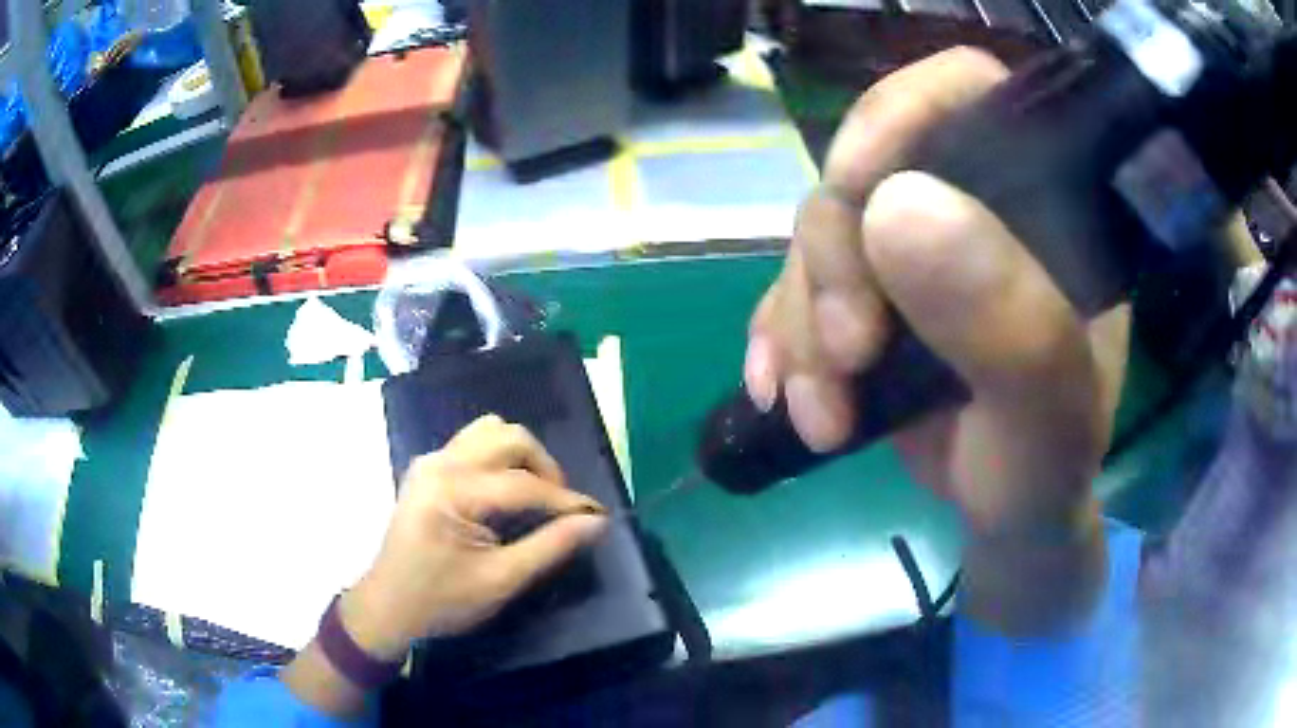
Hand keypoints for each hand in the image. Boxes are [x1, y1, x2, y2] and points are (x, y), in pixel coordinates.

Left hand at [339, 415, 608, 660]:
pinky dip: (500, 458)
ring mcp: (431, 461)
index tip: (598, 516)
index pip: (524, 484)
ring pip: (490, 431)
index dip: (567, 500)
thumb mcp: (500, 581)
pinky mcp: (428, 468)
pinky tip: (505, 492)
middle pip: (509, 438)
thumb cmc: (441, 601)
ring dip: (522, 456)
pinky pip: (473, 443)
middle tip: (562, 508)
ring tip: (535, 494)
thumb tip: (596, 522)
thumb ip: (550, 547)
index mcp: (452, 491)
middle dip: (545, 468)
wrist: (388, 606)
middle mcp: (440, 463)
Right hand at [744, 48, 1129, 629]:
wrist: (1008, 519)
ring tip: (822, 413)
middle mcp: (975, 203)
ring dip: (803, 323)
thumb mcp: (1047, 416)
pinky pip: (794, 287)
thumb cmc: (1045, 471)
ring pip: (821, 234)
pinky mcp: (871, 293)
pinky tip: (784, 395)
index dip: (897, 116)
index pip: (963, 90)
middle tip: (846, 356)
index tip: (853, 190)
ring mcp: (916, 248)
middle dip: (838, 259)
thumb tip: (896, 208)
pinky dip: (778, 340)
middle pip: (867, 168)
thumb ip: (1008, 321)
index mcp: (1041, 200)